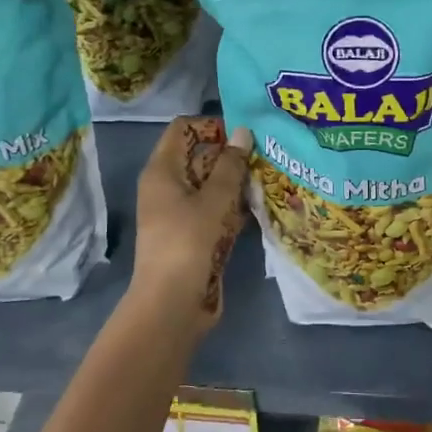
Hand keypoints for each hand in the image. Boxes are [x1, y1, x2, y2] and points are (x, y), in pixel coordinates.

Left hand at [131, 116, 252, 328]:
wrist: (173, 304)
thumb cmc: (189, 242)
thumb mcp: (214, 199)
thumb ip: (231, 165)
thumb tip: (243, 132)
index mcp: (162, 171)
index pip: (182, 130)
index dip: (211, 126)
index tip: (243, 134)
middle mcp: (167, 187)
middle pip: (199, 157)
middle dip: (231, 155)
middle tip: (266, 154)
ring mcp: (180, 213)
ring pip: (211, 186)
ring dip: (236, 182)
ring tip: (269, 177)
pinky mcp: (194, 236)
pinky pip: (215, 211)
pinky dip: (234, 207)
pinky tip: (260, 206)